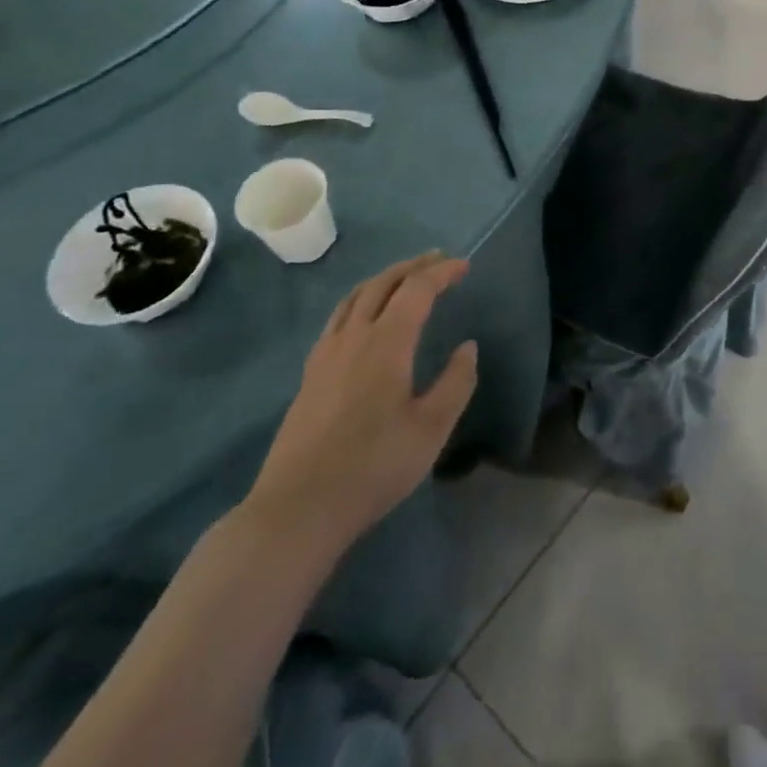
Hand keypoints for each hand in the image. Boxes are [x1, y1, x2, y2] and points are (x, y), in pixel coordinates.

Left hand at [243, 252, 477, 559]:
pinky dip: (360, 300)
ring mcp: (326, 353)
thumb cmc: (374, 466)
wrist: (298, 507)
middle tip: (438, 259)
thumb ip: (456, 383)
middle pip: (383, 283)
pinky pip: (338, 317)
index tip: (464, 266)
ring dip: (384, 278)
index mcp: (387, 342)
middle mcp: (354, 336)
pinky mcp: (310, 373)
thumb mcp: (431, 429)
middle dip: (413, 266)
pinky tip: (364, 318)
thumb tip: (467, 347)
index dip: (442, 272)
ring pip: (355, 296)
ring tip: (403, 278)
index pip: (417, 289)